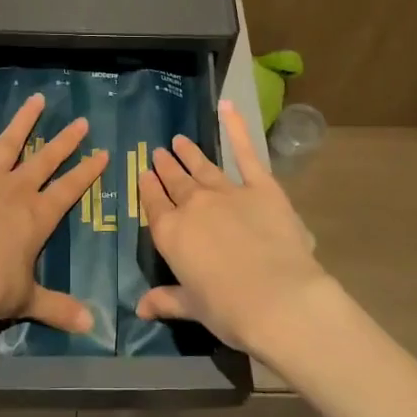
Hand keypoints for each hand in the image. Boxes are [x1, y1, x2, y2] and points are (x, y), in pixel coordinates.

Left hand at [0, 92, 107, 333]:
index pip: (70, 189)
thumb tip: (92, 326)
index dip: (87, 171)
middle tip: (81, 121)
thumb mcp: (28, 298)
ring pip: (11, 143)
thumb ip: (59, 308)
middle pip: (46, 160)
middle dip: (66, 141)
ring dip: (25, 121)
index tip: (103, 153)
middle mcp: (18, 191)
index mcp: (39, 216)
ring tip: (37, 98)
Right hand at [136, 99, 329, 355]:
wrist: (277, 299)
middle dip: (166, 167)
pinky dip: (236, 128)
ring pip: (202, 167)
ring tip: (179, 140)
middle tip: (159, 152)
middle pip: (175, 182)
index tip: (144, 174)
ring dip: (189, 153)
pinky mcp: (260, 186)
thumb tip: (140, 308)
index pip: (153, 204)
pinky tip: (228, 107)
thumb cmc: (229, 309)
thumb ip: (166, 300)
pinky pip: (245, 152)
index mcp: (171, 234)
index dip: (147, 188)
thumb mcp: (193, 307)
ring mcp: (226, 191)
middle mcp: (193, 206)